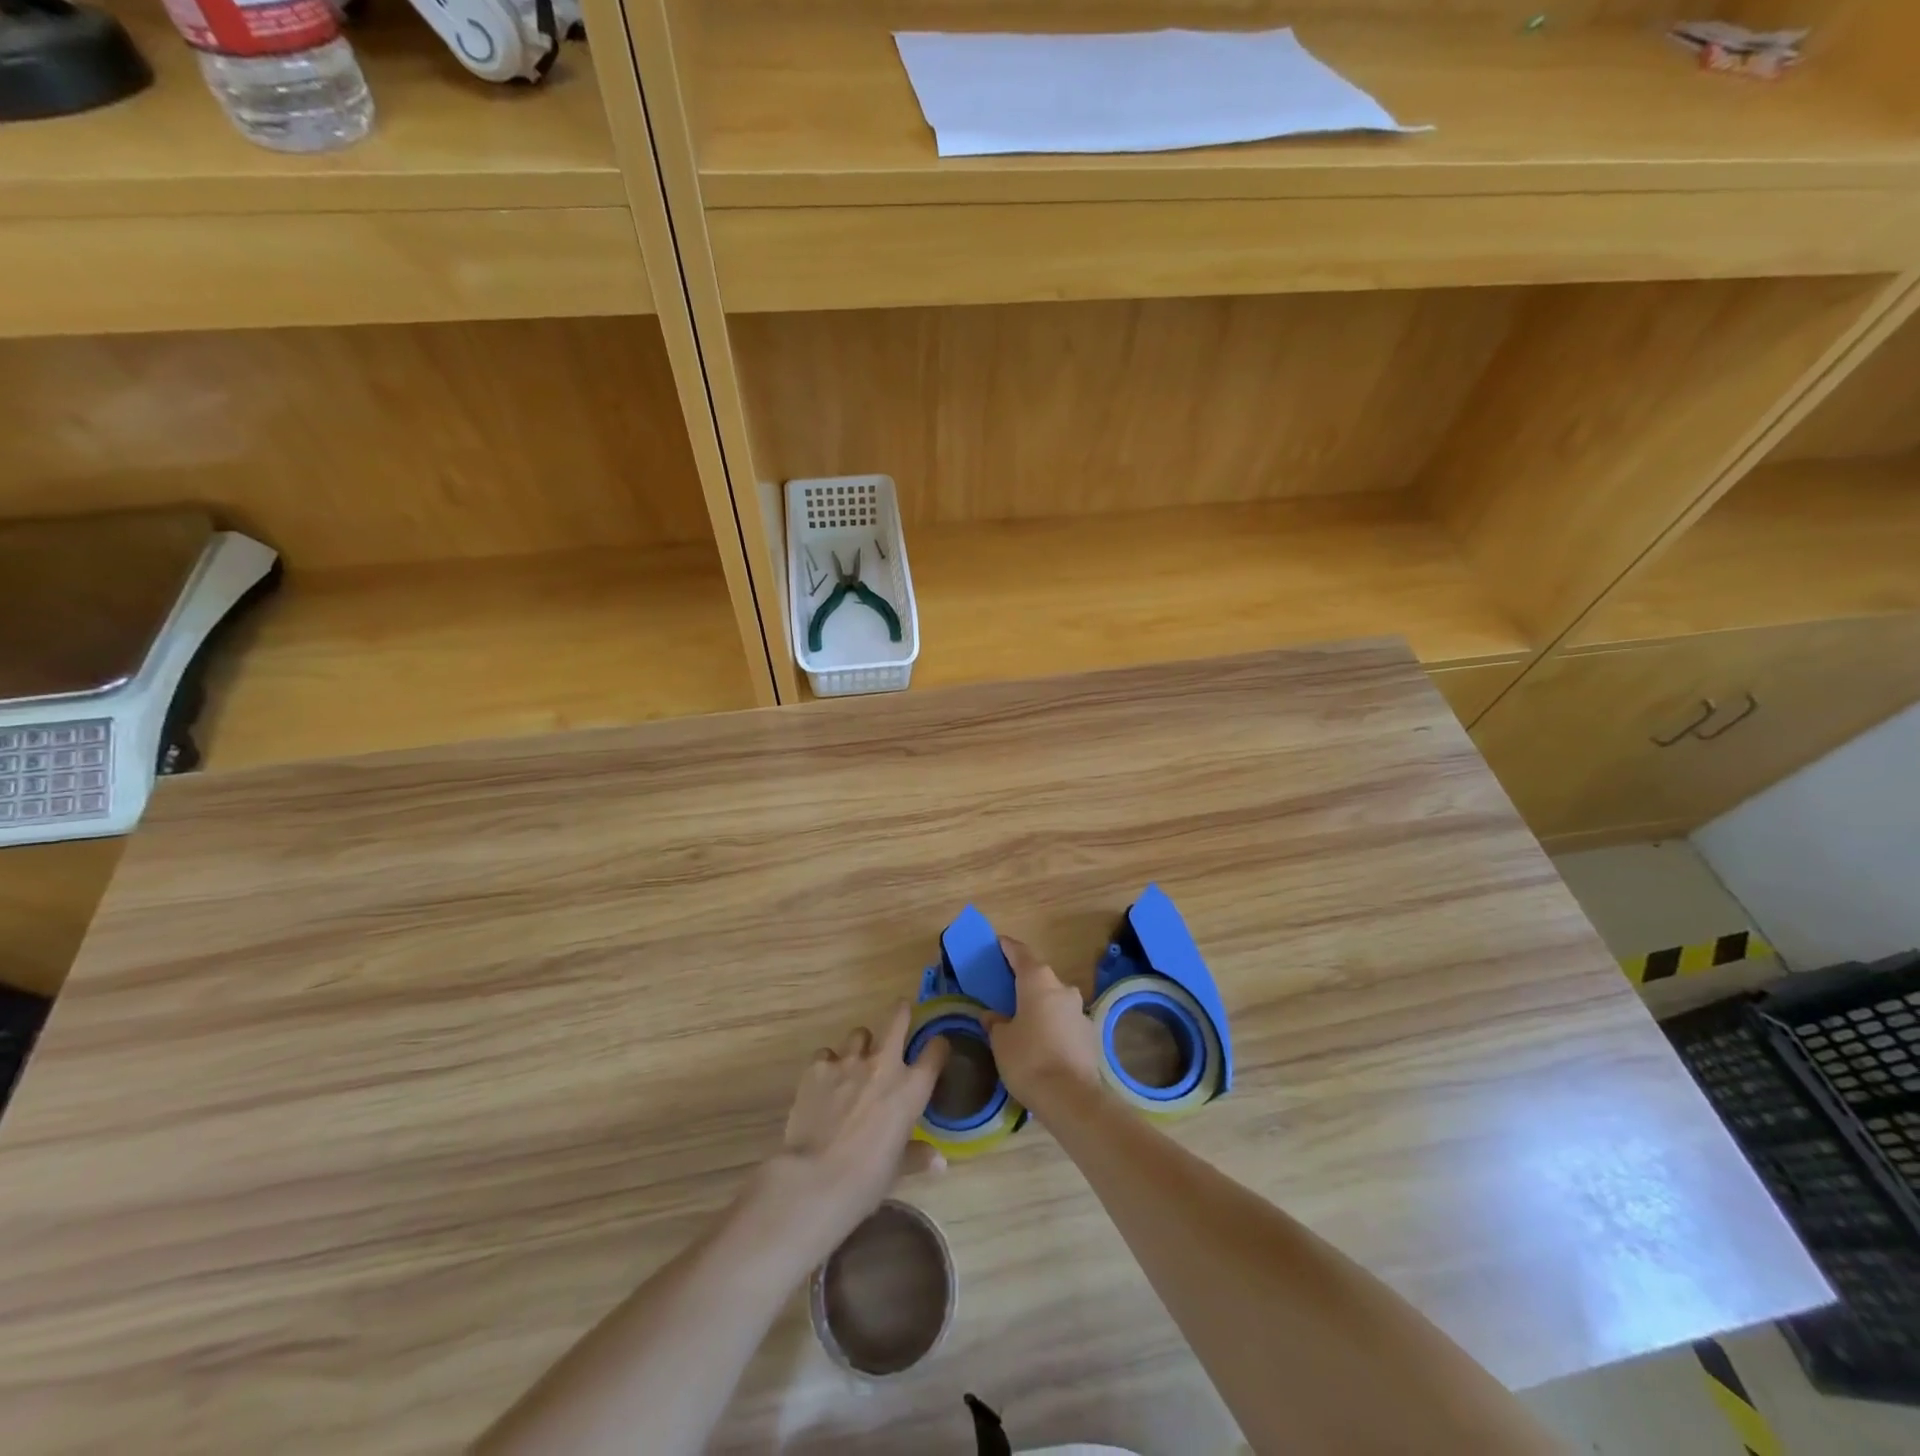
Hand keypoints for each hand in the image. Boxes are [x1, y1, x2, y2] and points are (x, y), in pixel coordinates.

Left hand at [753, 1002, 949, 1268]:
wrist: (816, 1178)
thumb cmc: (867, 1179)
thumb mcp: (898, 1170)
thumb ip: (918, 1156)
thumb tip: (939, 1162)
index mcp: (911, 1089)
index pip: (936, 1051)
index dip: (938, 1046)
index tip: (936, 1048)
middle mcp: (884, 1065)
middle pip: (897, 1020)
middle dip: (901, 1012)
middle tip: (901, 1011)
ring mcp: (848, 1061)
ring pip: (858, 1034)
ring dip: (860, 1045)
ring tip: (855, 1060)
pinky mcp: (818, 1067)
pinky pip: (826, 1054)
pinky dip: (827, 1063)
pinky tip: (823, 1081)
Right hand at [985, 937, 1103, 1113]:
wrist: (1071, 1097)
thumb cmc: (1028, 1059)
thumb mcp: (1001, 1041)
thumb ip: (995, 1023)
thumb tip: (993, 1016)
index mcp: (1038, 981)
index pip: (1021, 953)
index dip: (1008, 948)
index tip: (999, 943)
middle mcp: (1062, 988)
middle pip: (1040, 977)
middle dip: (1025, 982)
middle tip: (1007, 990)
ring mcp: (1080, 1011)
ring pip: (1055, 1000)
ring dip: (1041, 1006)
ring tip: (1025, 1022)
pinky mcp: (1090, 1034)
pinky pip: (1066, 1022)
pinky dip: (1054, 1026)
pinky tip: (1044, 1044)